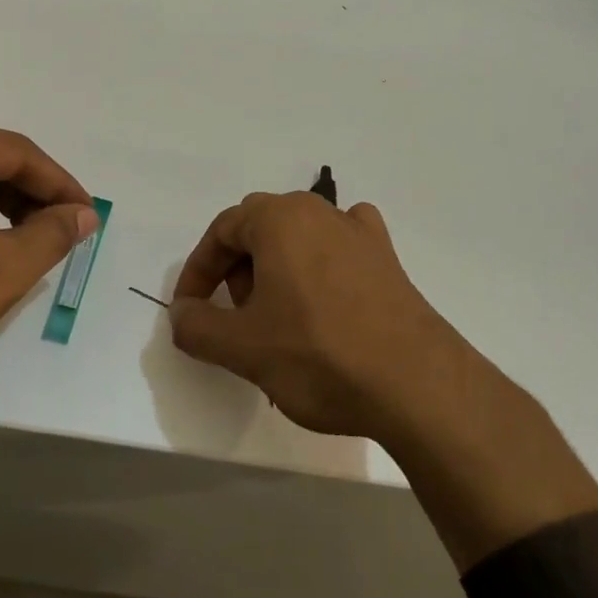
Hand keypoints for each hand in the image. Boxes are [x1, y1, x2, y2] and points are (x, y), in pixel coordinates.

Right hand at [168, 191, 470, 440]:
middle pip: (259, 229)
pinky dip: (320, 268)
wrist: (417, 385)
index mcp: (281, 218)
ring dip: (275, 271)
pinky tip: (324, 300)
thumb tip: (180, 313)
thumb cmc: (318, 355)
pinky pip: (340, 250)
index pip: (222, 231)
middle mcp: (321, 212)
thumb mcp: (242, 347)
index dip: (198, 272)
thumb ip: (196, 326)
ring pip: (299, 239)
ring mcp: (361, 234)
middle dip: (237, 270)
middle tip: (238, 317)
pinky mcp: (388, 260)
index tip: (191, 311)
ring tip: (278, 322)